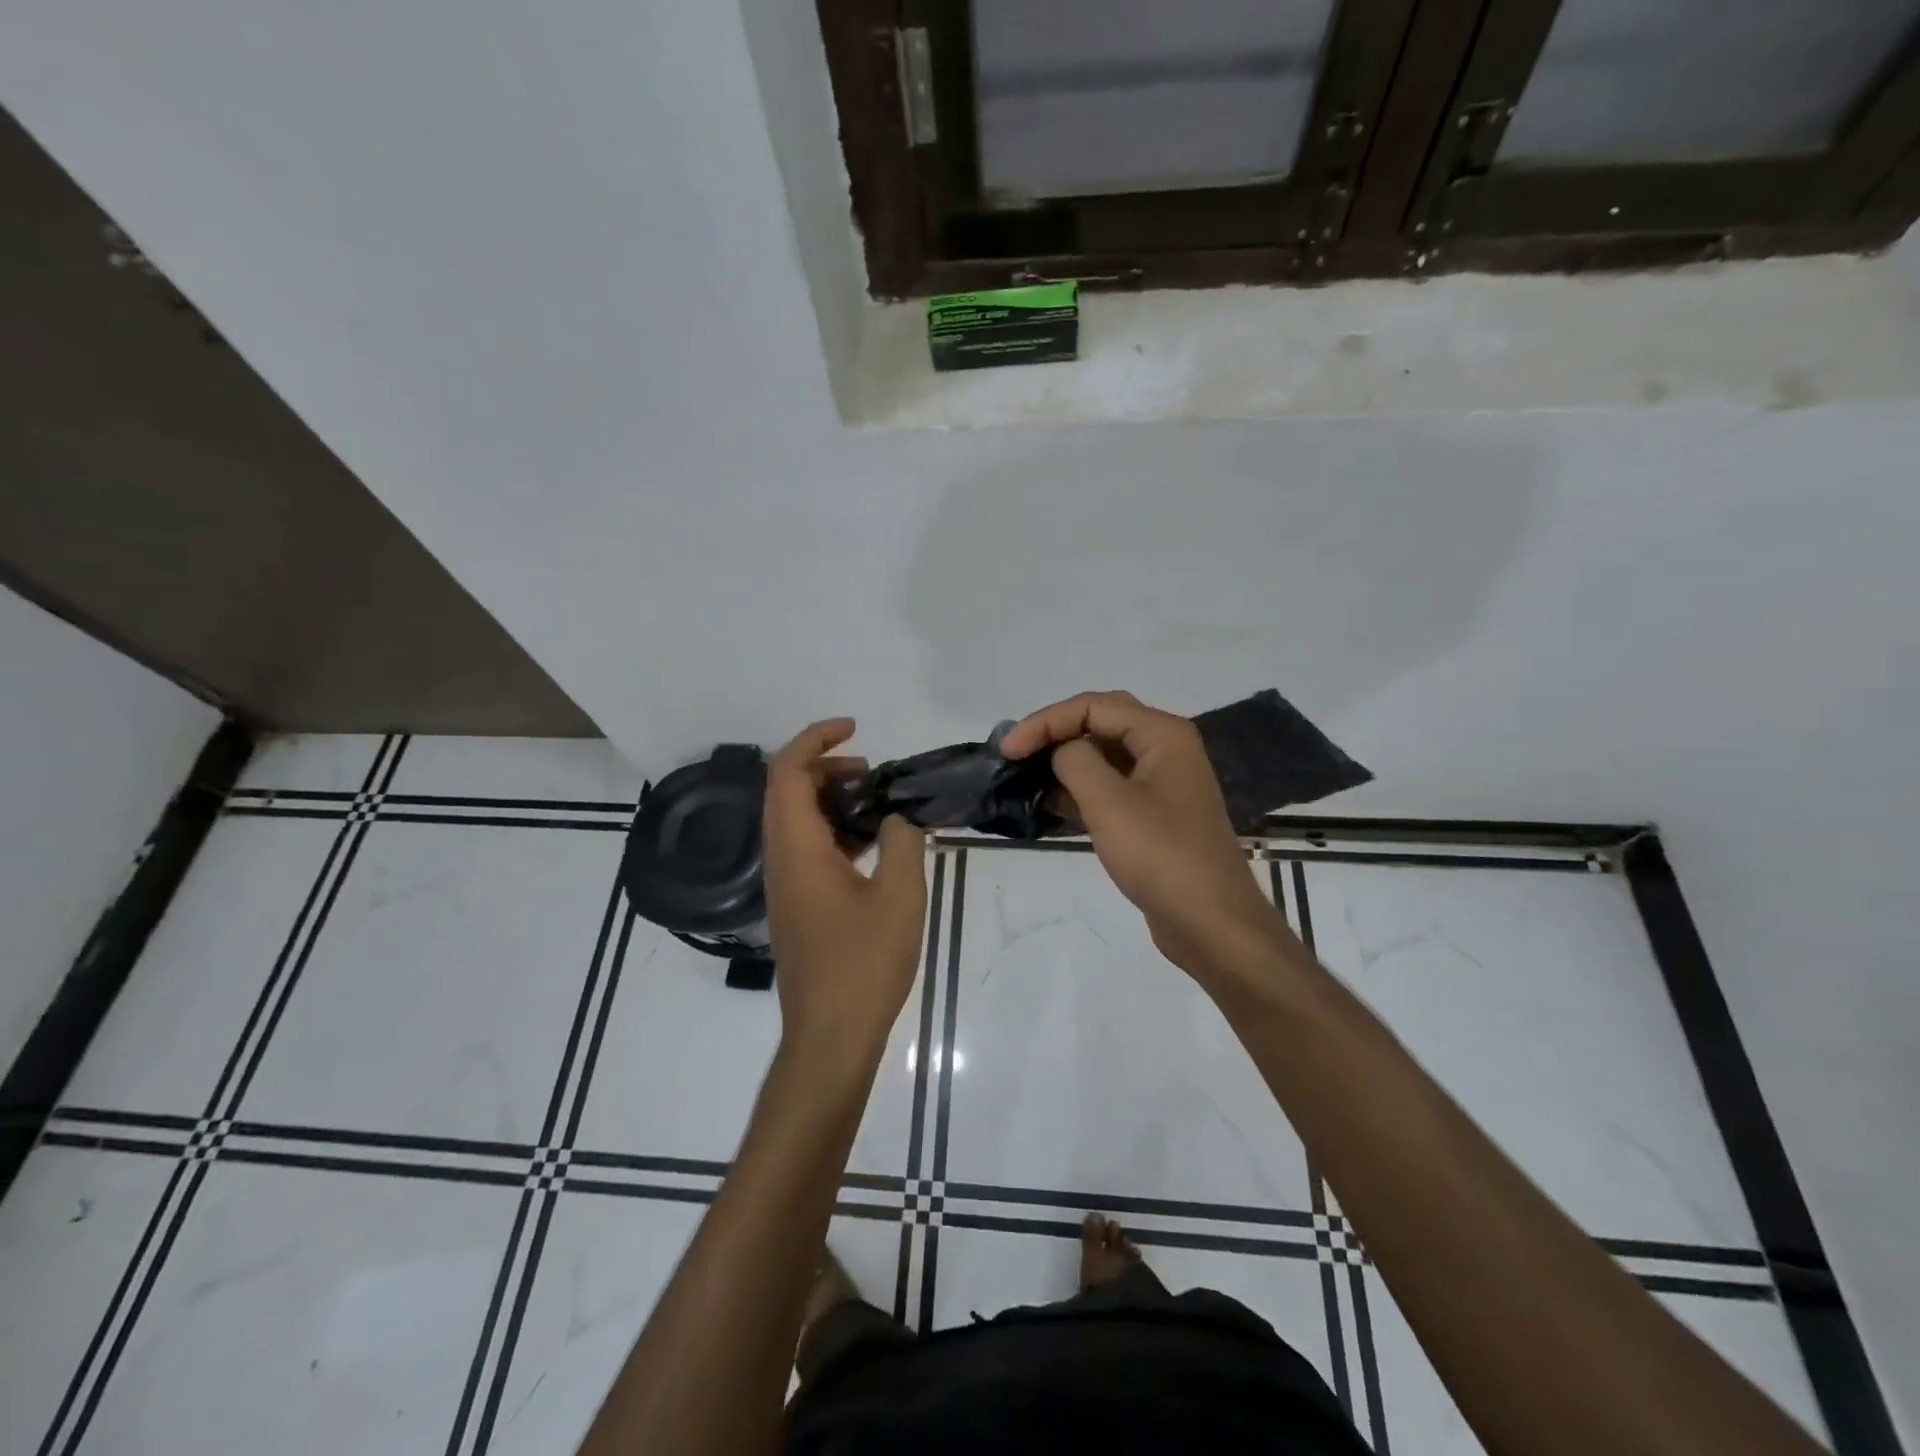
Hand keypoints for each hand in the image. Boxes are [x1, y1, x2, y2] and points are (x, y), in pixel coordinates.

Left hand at [763, 719, 927, 1072]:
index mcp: (797, 849)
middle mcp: (780, 859)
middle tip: (875, 770)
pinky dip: (835, 830)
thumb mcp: (900, 896)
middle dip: (828, 767)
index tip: (856, 729)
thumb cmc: (864, 964)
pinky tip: (874, 845)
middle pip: (788, 791)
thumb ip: (903, 841)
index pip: (788, 772)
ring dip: (832, 800)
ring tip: (880, 802)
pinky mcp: (796, 905)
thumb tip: (899, 815)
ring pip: (797, 821)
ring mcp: (785, 884)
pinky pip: (806, 848)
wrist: (830, 1036)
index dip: (816, 740)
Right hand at [1001, 692, 1288, 980]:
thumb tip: (1062, 752)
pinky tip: (1052, 805)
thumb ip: (1076, 762)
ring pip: (1105, 755)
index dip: (1045, 721)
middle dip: (1055, 732)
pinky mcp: (1156, 814)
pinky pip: (1112, 786)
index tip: (1008, 751)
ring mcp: (1163, 782)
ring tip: (1026, 777)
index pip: (1093, 706)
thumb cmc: (1161, 856)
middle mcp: (1166, 748)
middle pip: (1100, 722)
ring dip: (1066, 761)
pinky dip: (1081, 789)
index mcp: (1162, 734)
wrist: (1211, 923)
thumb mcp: (1109, 803)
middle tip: (1017, 754)